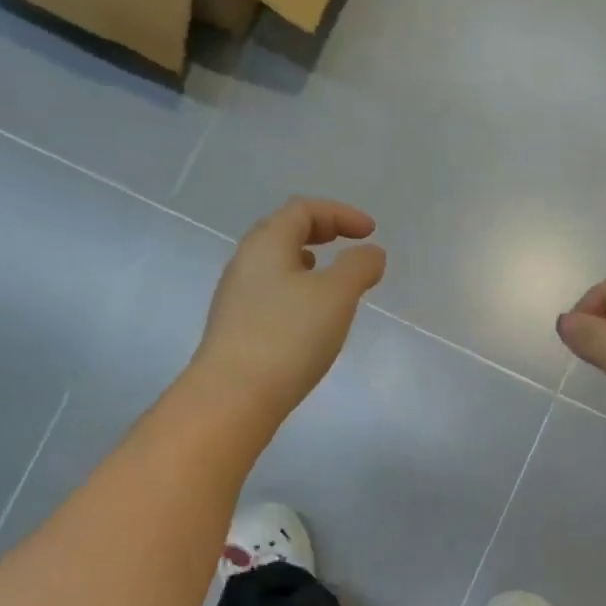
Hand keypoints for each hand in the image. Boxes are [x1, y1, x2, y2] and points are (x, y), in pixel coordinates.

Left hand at [193, 198, 386, 424]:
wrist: (234, 395)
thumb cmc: (289, 336)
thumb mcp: (336, 295)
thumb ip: (358, 267)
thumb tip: (371, 253)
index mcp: (267, 244)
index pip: (303, 210)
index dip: (340, 213)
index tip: (370, 232)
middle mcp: (245, 262)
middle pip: (283, 232)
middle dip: (321, 232)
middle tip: (349, 245)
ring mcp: (237, 296)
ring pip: (275, 265)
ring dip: (307, 263)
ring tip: (332, 280)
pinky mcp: (237, 327)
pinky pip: (271, 293)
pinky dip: (297, 290)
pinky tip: (310, 317)